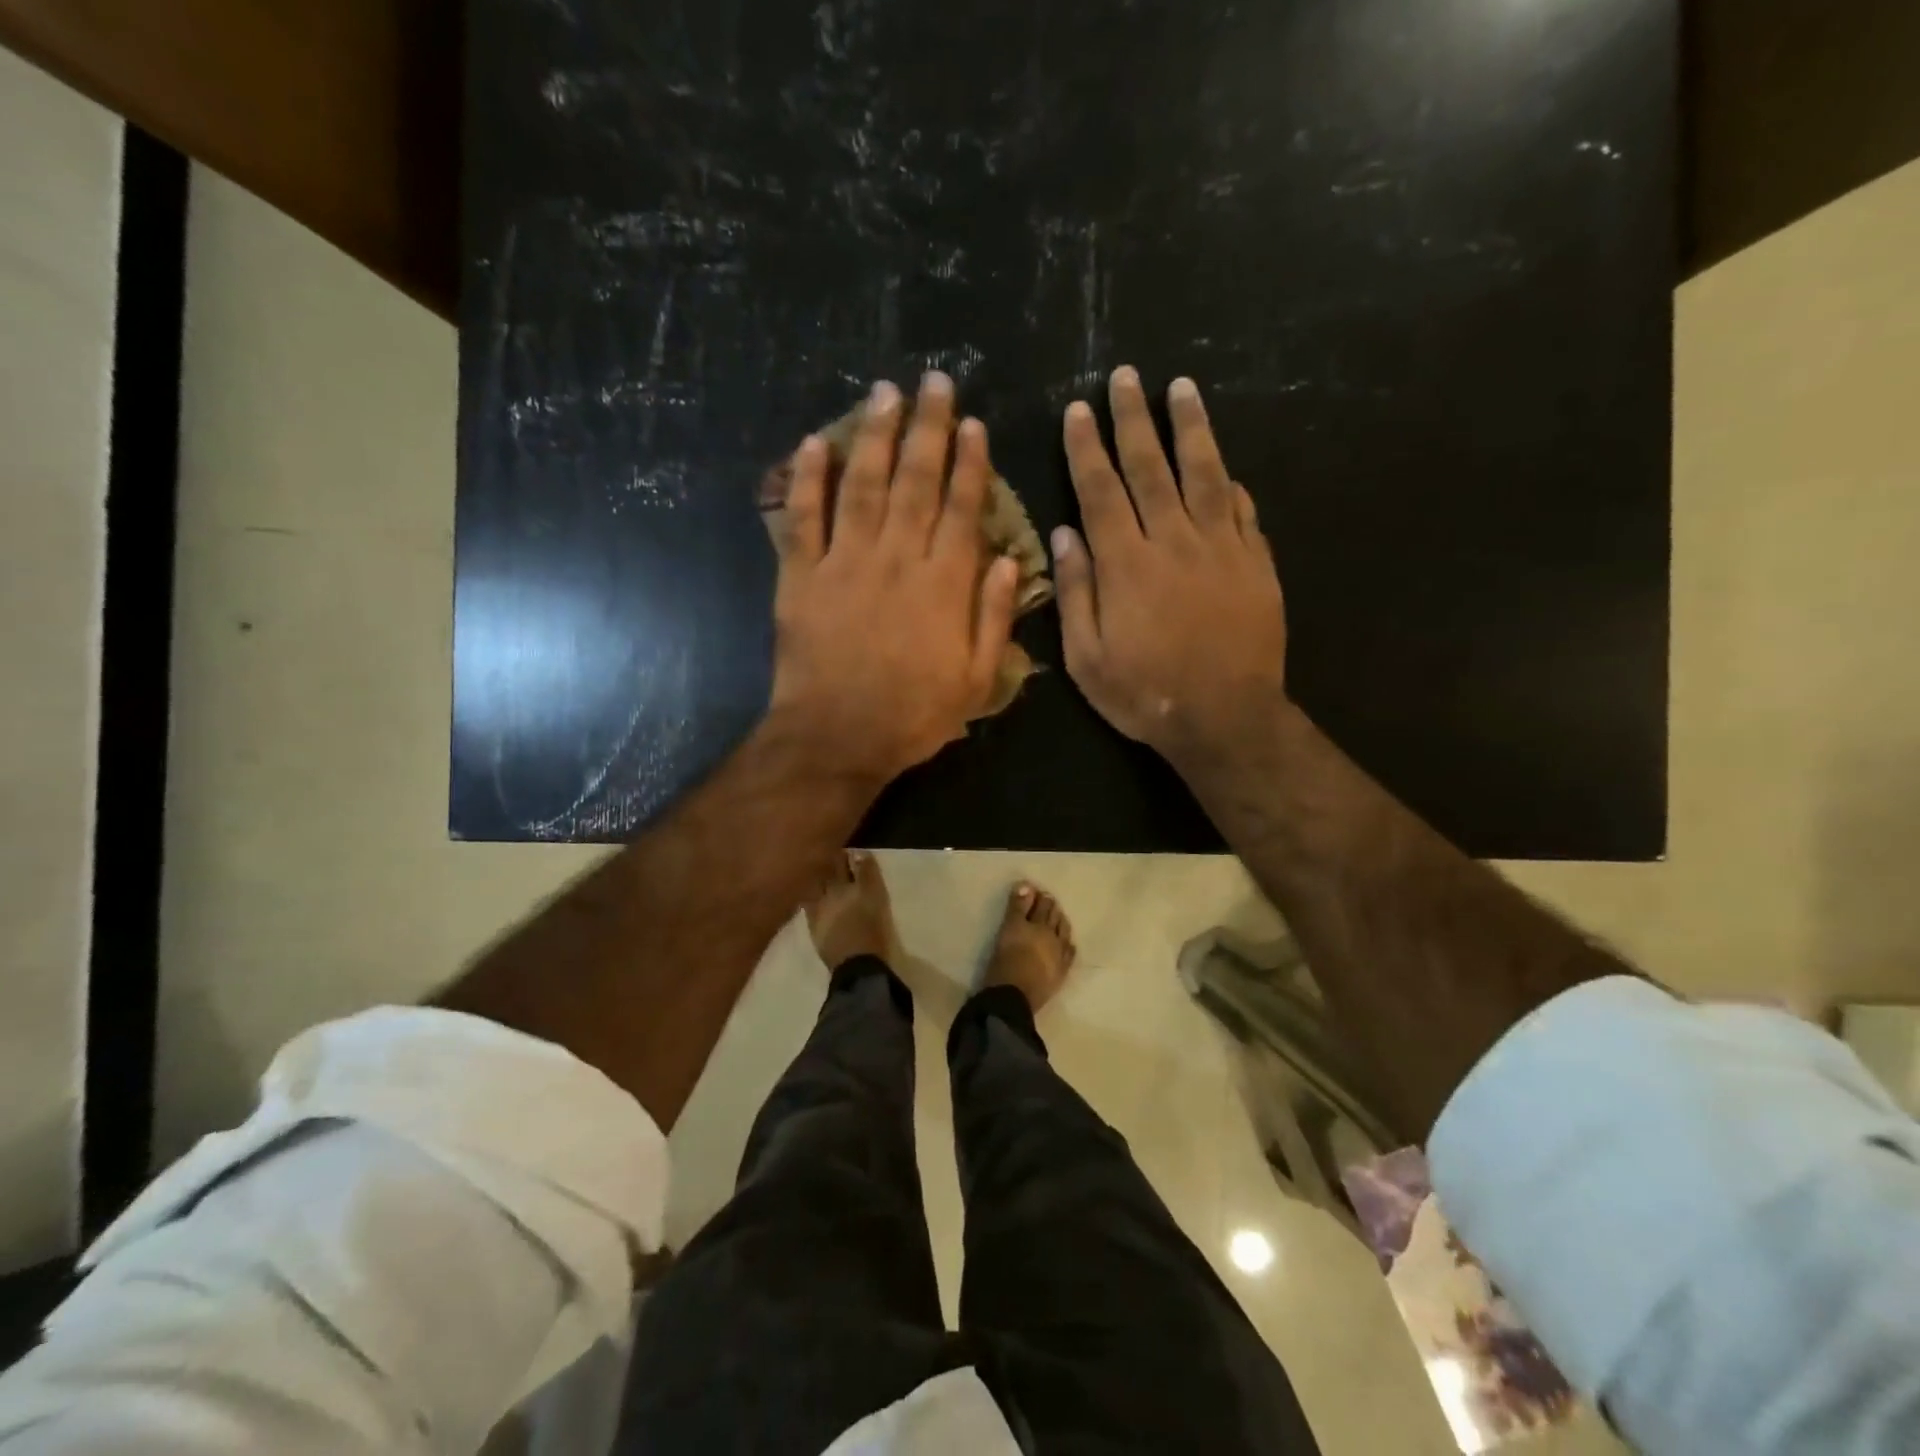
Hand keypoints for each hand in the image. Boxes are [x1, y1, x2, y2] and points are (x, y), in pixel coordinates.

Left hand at [769, 374, 1019, 784]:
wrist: (837, 738)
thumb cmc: (912, 715)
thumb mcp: (975, 680)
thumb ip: (994, 619)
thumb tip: (1007, 563)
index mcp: (944, 584)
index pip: (962, 509)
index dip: (970, 464)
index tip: (974, 424)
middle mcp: (897, 559)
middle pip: (915, 481)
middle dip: (928, 428)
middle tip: (934, 382)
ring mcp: (845, 562)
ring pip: (863, 485)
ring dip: (875, 435)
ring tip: (885, 393)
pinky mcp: (802, 576)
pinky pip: (803, 517)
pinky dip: (807, 478)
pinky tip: (814, 441)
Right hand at [1053, 368, 1289, 769]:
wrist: (1225, 718)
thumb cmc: (1145, 694)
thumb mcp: (1087, 658)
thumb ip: (1076, 593)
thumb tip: (1064, 534)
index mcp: (1126, 565)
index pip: (1101, 491)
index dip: (1087, 448)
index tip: (1078, 410)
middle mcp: (1173, 541)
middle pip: (1151, 468)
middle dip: (1133, 419)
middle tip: (1125, 377)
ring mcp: (1222, 548)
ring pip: (1204, 474)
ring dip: (1191, 428)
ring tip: (1182, 388)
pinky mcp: (1257, 563)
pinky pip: (1244, 511)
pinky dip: (1231, 484)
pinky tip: (1225, 467)